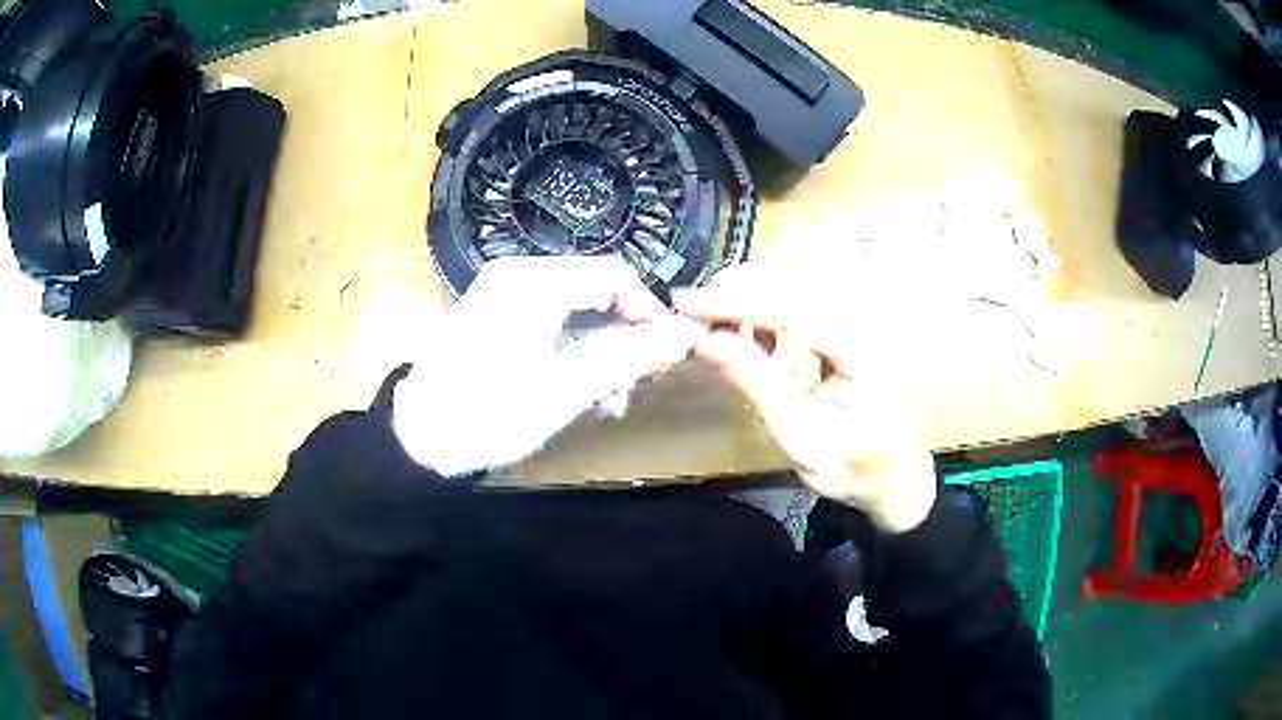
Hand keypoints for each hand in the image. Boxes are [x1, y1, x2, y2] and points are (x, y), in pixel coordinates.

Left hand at [393, 257, 702, 476]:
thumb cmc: (487, 415)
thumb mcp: (562, 390)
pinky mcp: (501, 315)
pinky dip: (578, 349)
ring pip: (581, 307)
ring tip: (609, 396)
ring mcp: (507, 293)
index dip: (649, 310)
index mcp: (532, 282)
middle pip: (598, 290)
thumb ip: (626, 357)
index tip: (667, 354)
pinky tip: (582, 387)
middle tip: (637, 383)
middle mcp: (520, 275)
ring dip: (604, 348)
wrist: (420, 438)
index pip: (613, 275)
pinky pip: (558, 320)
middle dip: (625, 335)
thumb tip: (685, 334)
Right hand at [674, 256, 936, 533]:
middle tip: (693, 314)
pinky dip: (769, 307)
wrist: (892, 474)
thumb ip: (756, 382)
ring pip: (795, 281)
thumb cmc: (851, 464)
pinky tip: (757, 336)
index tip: (684, 301)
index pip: (791, 307)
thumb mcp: (800, 434)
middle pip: (792, 280)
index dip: (735, 300)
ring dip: (750, 295)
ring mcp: (861, 316)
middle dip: (737, 290)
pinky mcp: (851, 321)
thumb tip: (704, 341)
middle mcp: (865, 318)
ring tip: (718, 325)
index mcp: (862, 347)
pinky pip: (802, 297)